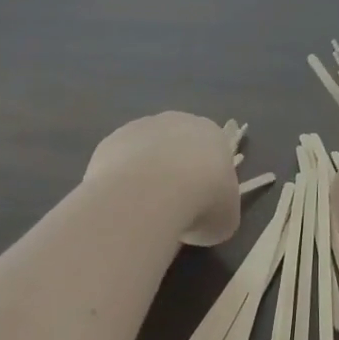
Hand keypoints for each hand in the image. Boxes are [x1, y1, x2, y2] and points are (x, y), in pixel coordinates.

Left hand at [85, 112, 240, 246]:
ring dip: (146, 175)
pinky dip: (120, 181)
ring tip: (142, 211)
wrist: (153, 193)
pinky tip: (121, 203)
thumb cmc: (202, 202)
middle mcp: (178, 121)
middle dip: (175, 173)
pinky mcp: (112, 140)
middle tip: (172, 209)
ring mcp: (142, 127)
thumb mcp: (225, 219)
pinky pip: (119, 162)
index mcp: (212, 134)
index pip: (212, 154)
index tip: (200, 207)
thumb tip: (203, 217)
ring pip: (146, 152)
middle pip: (177, 147)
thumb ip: (218, 210)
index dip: (206, 182)